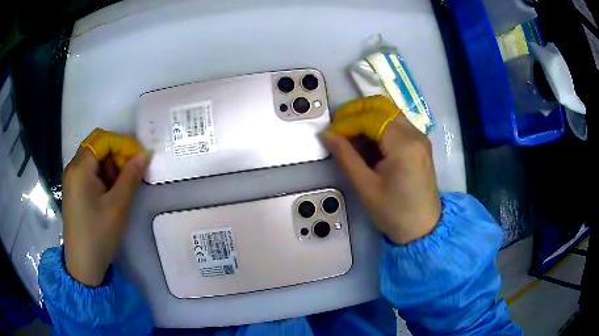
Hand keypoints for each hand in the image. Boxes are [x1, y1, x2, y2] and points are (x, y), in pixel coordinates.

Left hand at [63, 128, 150, 285]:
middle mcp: (72, 168)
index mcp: (80, 168)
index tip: (139, 159)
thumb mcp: (117, 206)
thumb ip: (131, 176)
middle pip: (97, 145)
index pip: (103, 140)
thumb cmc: (99, 235)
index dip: (123, 144)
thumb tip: (146, 154)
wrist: (83, 265)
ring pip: (93, 158)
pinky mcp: (73, 190)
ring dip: (110, 165)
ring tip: (121, 187)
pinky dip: (102, 175)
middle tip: (130, 173)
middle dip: (116, 153)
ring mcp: (71, 179)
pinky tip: (110, 193)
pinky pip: (89, 172)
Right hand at [324, 96, 440, 244]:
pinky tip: (367, 141)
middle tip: (338, 127)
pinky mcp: (420, 144)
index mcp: (404, 144)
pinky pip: (397, 124)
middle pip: (382, 107)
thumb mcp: (366, 186)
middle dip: (357, 112)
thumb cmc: (394, 212)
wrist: (423, 229)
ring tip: (349, 134)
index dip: (347, 122)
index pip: (371, 118)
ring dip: (367, 117)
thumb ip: (346, 157)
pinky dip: (379, 126)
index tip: (331, 134)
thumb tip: (326, 134)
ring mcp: (420, 137)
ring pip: (389, 113)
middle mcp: (415, 134)